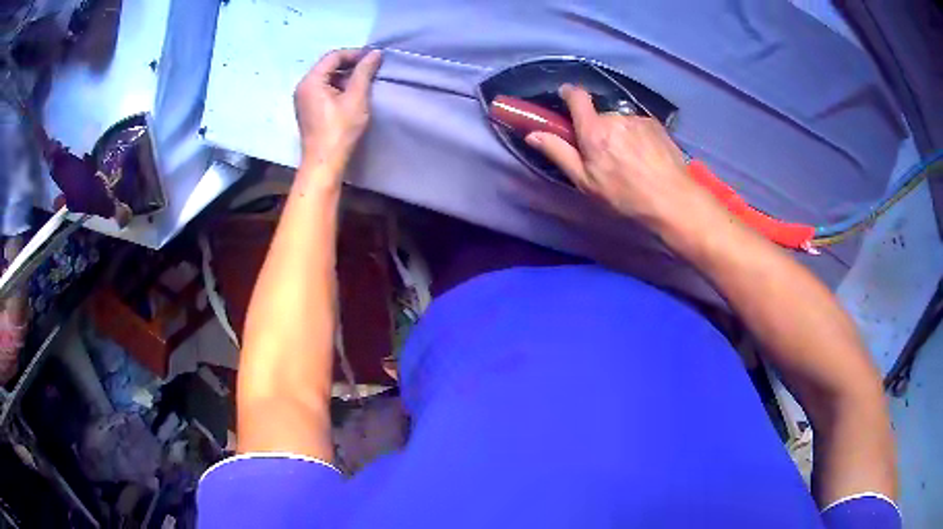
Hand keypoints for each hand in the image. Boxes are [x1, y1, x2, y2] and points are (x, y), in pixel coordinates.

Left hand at [294, 48, 381, 167]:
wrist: (324, 162)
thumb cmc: (340, 130)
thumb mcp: (356, 97)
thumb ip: (364, 72)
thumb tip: (375, 53)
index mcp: (311, 81)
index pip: (333, 57)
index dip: (355, 54)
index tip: (374, 58)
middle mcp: (303, 86)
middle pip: (328, 66)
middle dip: (350, 65)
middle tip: (371, 68)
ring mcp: (303, 99)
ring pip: (326, 78)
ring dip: (345, 77)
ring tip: (365, 81)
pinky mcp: (307, 110)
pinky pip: (323, 90)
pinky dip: (338, 87)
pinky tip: (352, 94)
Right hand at [525, 85, 720, 232]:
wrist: (673, 199)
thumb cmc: (625, 195)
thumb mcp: (586, 182)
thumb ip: (559, 153)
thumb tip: (532, 134)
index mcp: (594, 130)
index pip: (577, 97)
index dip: (569, 94)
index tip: (566, 98)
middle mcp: (615, 117)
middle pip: (599, 116)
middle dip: (597, 130)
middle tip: (604, 156)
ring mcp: (638, 119)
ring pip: (620, 122)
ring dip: (619, 135)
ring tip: (630, 161)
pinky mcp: (656, 125)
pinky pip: (638, 126)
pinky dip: (637, 137)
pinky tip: (646, 158)